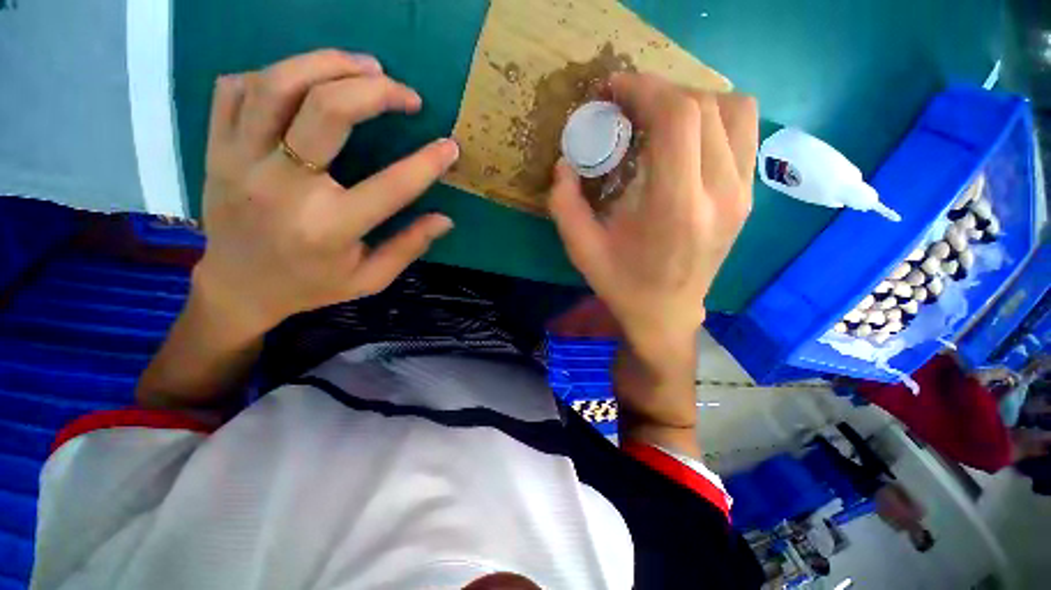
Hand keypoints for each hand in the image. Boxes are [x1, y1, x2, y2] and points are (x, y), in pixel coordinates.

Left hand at [196, 50, 458, 336]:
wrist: (237, 288)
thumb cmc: (311, 286)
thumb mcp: (369, 279)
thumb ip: (408, 247)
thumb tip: (445, 219)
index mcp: (328, 228)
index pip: (390, 186)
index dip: (427, 163)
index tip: (449, 147)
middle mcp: (281, 188)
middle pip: (326, 111)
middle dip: (376, 92)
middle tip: (406, 94)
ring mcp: (239, 161)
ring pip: (278, 84)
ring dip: (327, 64)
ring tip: (365, 66)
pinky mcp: (215, 148)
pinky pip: (235, 89)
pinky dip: (274, 74)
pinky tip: (304, 81)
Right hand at [549, 73, 756, 438]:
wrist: (666, 314)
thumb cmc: (622, 285)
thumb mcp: (581, 250)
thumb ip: (564, 204)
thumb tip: (565, 162)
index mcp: (676, 208)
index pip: (677, 118)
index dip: (644, 88)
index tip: (615, 88)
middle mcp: (720, 194)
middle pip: (704, 106)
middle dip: (660, 91)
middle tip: (627, 104)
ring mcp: (741, 193)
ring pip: (734, 109)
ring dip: (691, 100)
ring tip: (657, 116)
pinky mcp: (746, 196)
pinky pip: (743, 131)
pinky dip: (713, 117)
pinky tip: (684, 137)